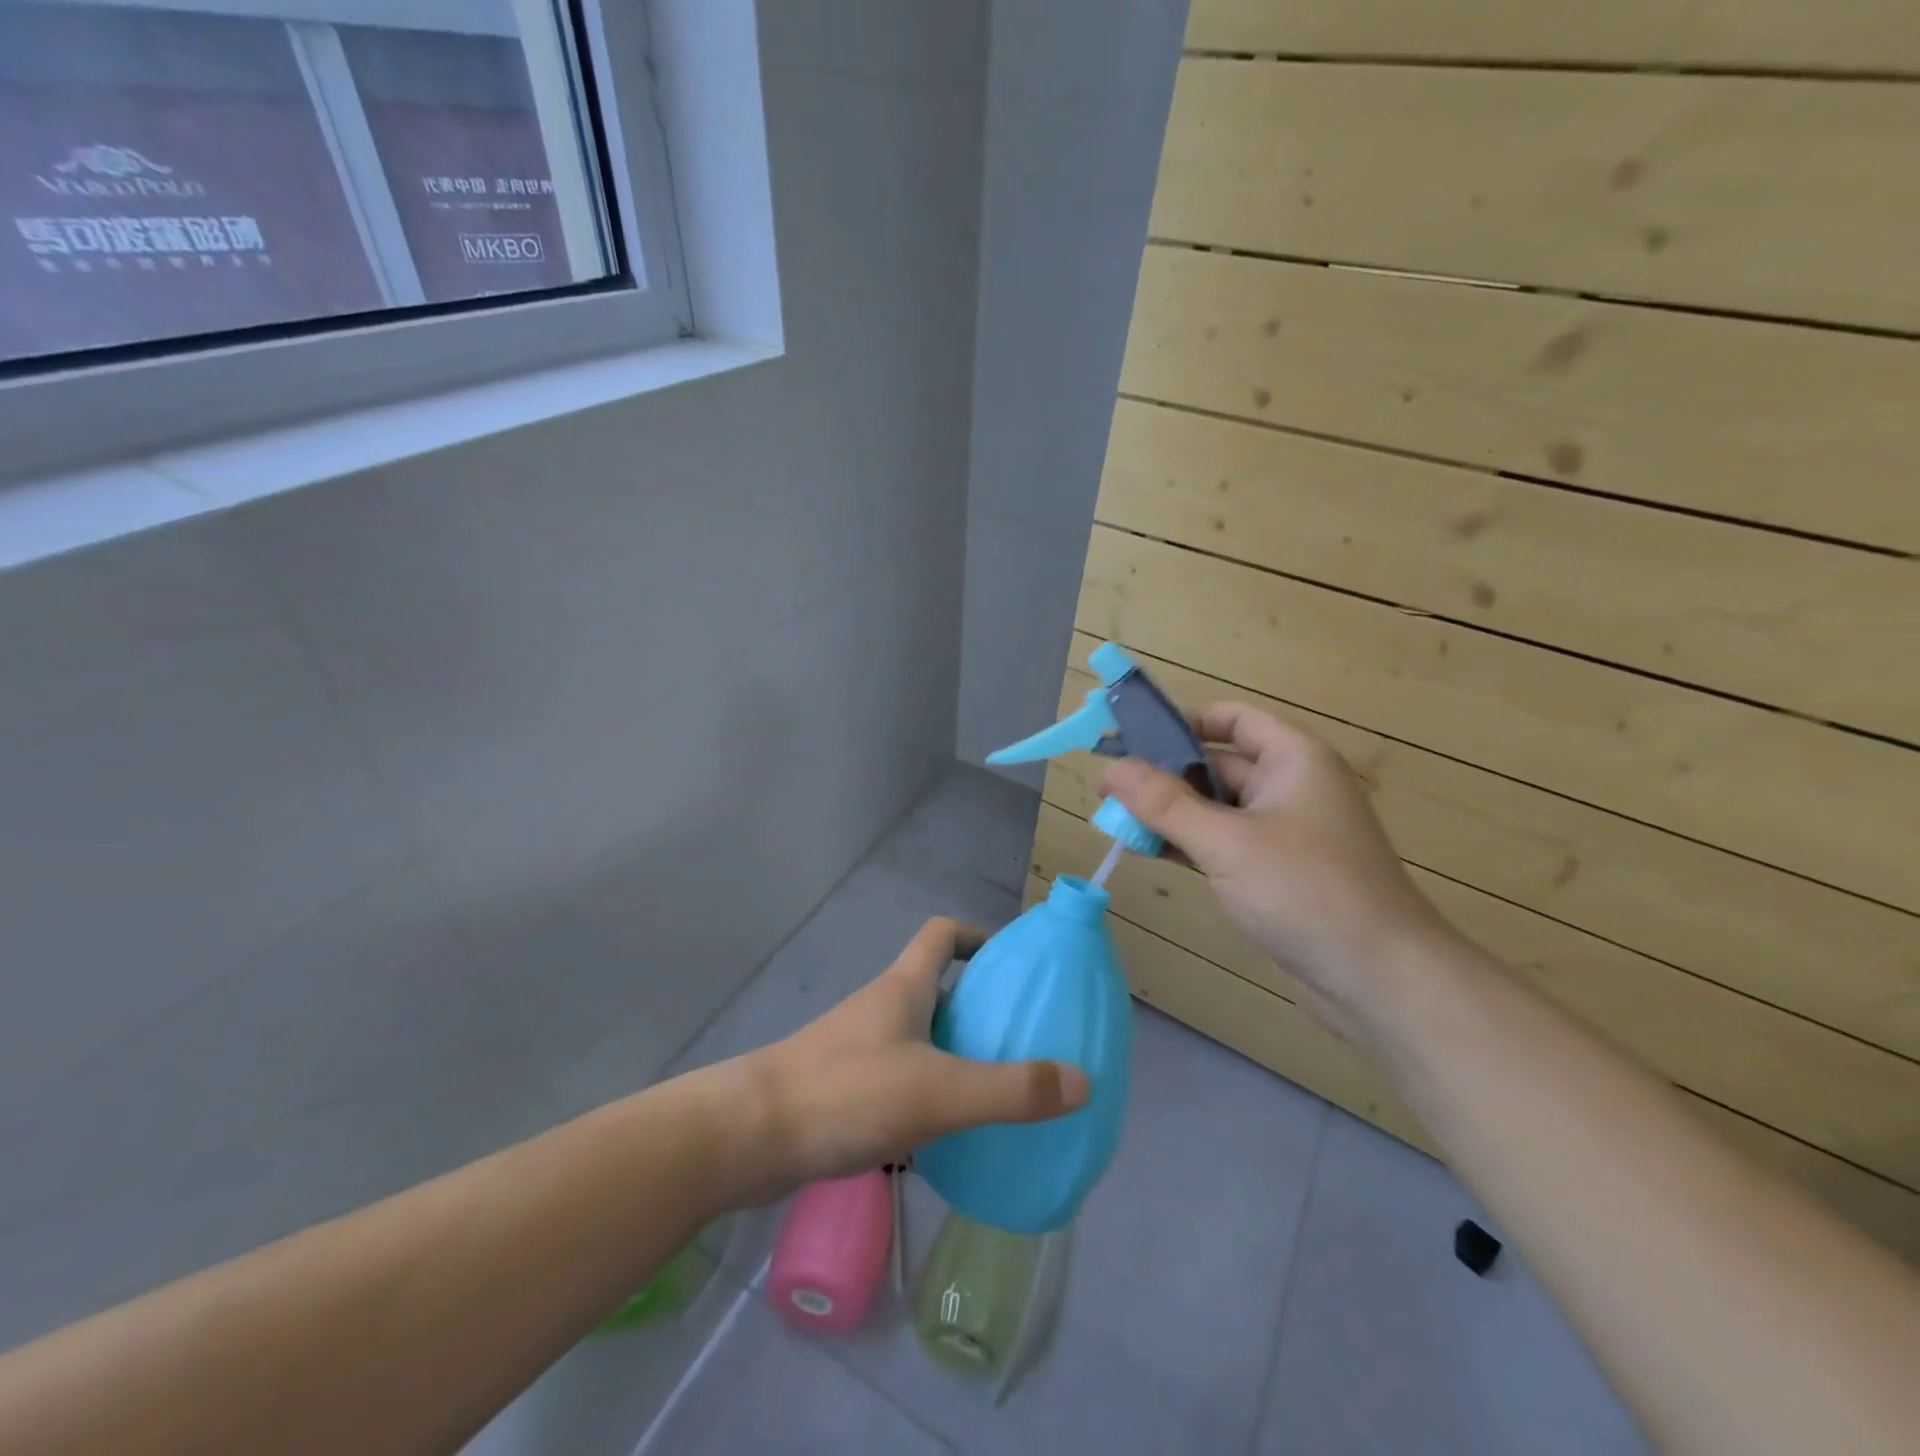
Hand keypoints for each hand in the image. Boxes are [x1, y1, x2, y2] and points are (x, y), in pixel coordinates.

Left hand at [736, 918, 1090, 1199]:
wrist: (749, 1136)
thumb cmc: (847, 1093)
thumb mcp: (939, 1092)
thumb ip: (1011, 1090)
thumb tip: (1083, 1081)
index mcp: (904, 987)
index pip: (941, 934)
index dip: (976, 937)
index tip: (1010, 966)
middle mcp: (881, 1007)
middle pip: (936, 988)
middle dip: (977, 1007)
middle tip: (1019, 1041)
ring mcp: (857, 1047)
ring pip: (918, 1037)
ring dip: (953, 1054)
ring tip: (993, 1092)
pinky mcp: (842, 1087)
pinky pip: (898, 1077)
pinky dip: (925, 1092)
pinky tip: (943, 1134)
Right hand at [1102, 705, 1451, 1028]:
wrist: (1381, 980)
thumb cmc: (1306, 891)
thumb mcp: (1226, 842)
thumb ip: (1164, 803)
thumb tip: (1110, 768)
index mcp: (1293, 760)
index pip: (1232, 720)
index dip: (1183, 723)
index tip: (1132, 740)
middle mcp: (1290, 787)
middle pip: (1217, 765)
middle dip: (1164, 776)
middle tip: (1108, 791)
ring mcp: (1284, 833)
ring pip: (1216, 809)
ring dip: (1171, 814)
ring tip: (1116, 823)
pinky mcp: (1276, 873)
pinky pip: (1223, 843)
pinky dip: (1189, 844)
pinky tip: (1150, 852)